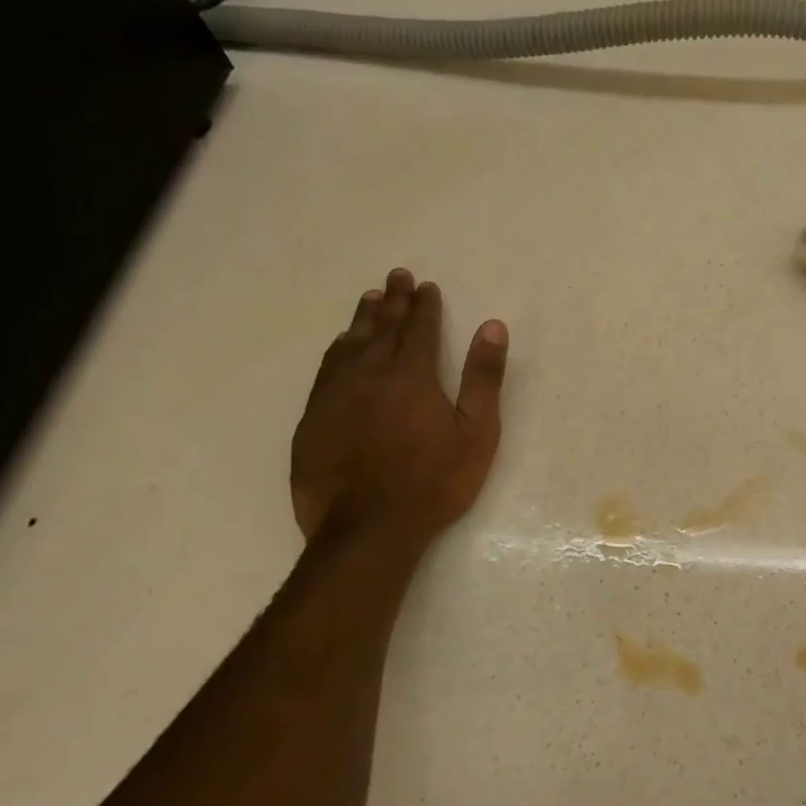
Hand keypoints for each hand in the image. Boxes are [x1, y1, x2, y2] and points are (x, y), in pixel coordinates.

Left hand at [291, 270, 507, 542]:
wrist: (367, 528)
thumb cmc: (434, 482)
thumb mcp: (476, 432)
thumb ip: (483, 377)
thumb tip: (492, 326)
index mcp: (412, 375)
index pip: (419, 328)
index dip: (425, 305)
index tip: (427, 286)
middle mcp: (369, 374)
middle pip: (382, 328)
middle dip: (393, 300)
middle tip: (397, 276)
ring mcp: (336, 395)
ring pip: (349, 344)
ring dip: (362, 319)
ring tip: (370, 299)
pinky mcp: (313, 418)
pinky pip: (326, 370)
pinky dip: (338, 350)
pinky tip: (341, 347)